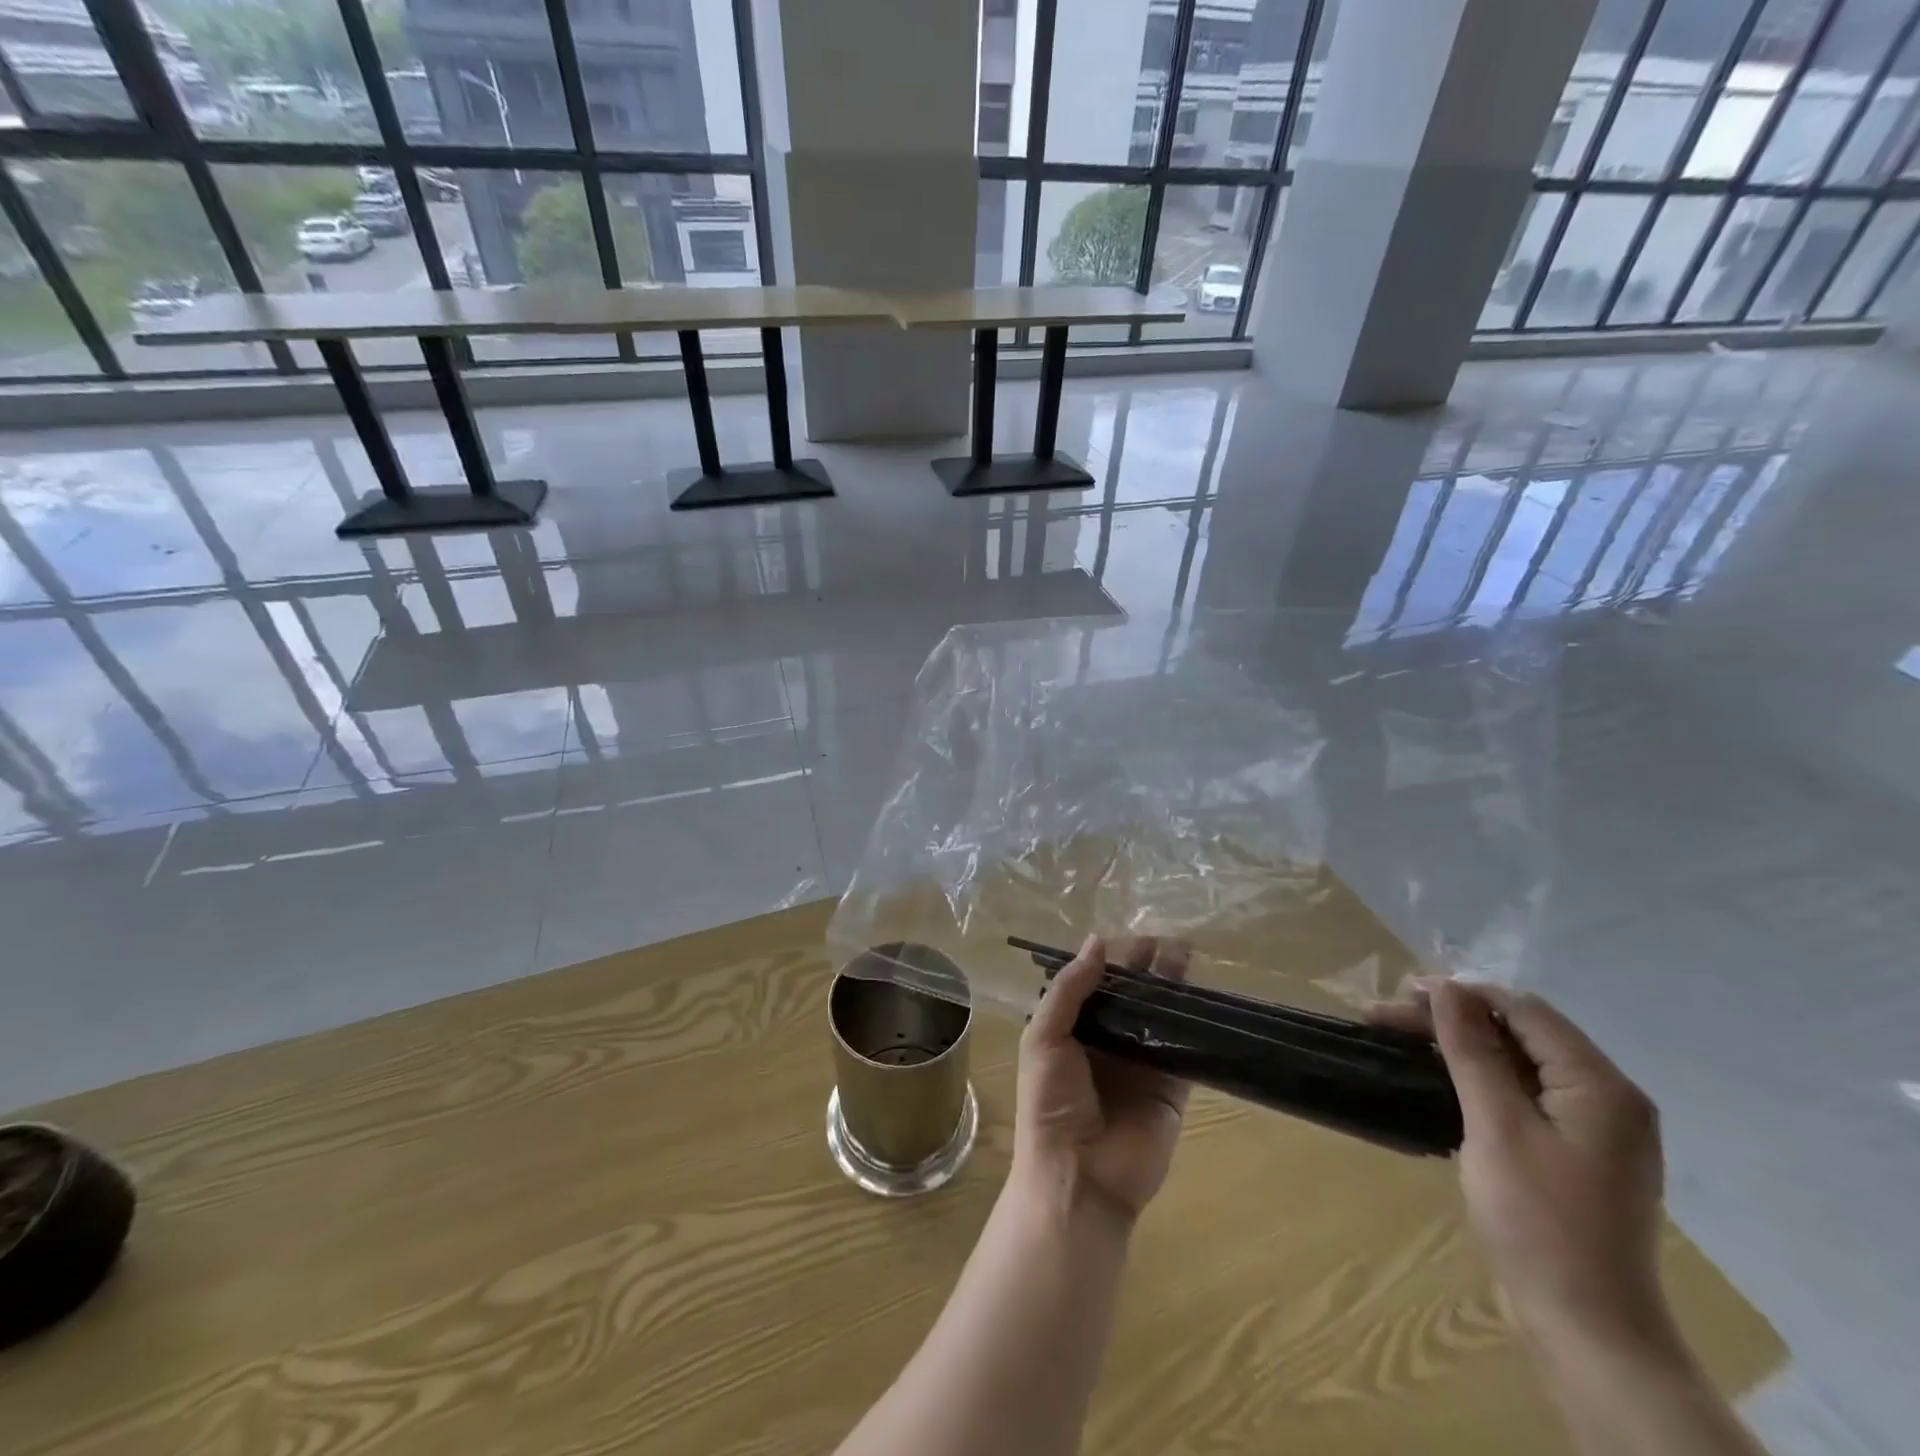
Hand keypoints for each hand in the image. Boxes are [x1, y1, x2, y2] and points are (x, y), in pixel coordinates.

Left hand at [1013, 935, 1190, 1225]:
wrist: (1079, 1178)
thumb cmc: (1050, 1104)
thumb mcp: (1043, 1038)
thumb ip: (1069, 990)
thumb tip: (1097, 942)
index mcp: (1073, 1029)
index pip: (1096, 984)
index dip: (1113, 959)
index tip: (1134, 933)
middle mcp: (1108, 1042)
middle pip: (1132, 995)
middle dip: (1147, 966)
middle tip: (1168, 937)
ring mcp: (1143, 1064)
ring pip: (1161, 1016)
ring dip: (1174, 987)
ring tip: (1189, 953)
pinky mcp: (1173, 1088)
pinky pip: (1187, 1049)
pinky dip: (1196, 1025)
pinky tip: (1207, 997)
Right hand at [1374, 982, 1673, 1356]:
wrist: (1587, 1330)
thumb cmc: (1539, 1221)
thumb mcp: (1496, 1126)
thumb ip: (1473, 1051)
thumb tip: (1447, 988)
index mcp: (1600, 1086)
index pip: (1525, 1011)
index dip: (1462, 994)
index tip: (1401, 994)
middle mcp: (1607, 1098)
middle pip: (1520, 1034)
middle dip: (1452, 1019)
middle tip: (1384, 1019)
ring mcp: (1594, 1129)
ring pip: (1518, 1063)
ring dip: (1459, 1047)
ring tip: (1400, 1041)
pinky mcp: (1576, 1153)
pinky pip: (1524, 1094)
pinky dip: (1479, 1078)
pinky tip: (1440, 1080)